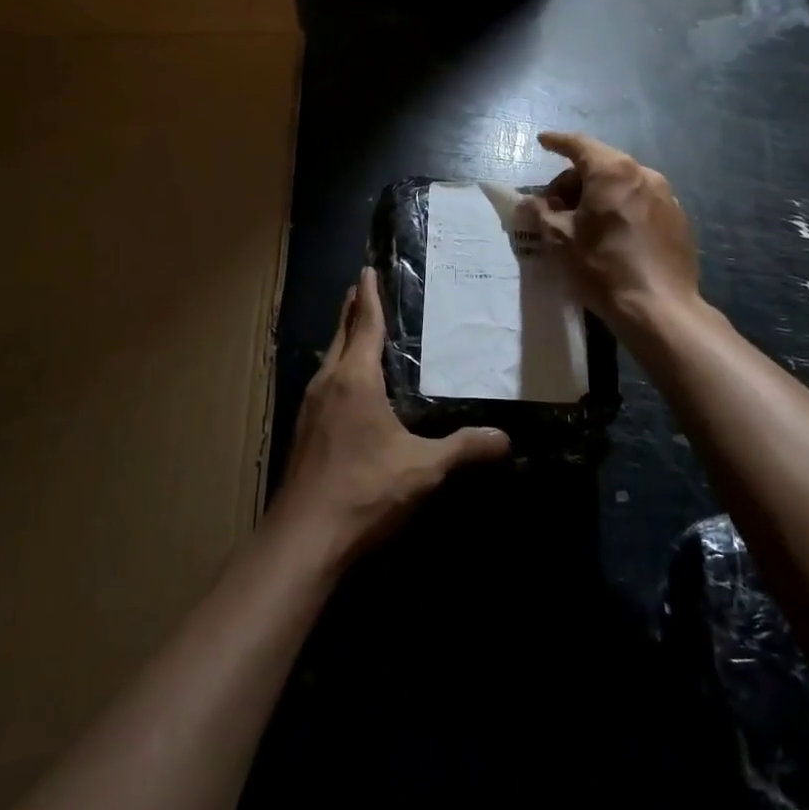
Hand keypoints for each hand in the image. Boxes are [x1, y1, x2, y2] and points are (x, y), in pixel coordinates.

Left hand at [274, 269, 509, 558]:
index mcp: (355, 379)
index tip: (368, 268)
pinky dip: (338, 368)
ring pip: (329, 359)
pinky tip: (347, 386)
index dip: (369, 295)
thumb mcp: (422, 469)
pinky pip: (324, 383)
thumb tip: (505, 438)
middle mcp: (328, 383)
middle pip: (341, 334)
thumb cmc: (364, 491)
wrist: (303, 540)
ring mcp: (310, 407)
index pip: (364, 323)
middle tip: (364, 287)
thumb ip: (463, 449)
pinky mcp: (304, 431)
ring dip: (343, 338)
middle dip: (352, 309)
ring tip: (358, 329)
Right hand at [524, 132, 699, 334]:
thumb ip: (540, 212)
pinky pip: (642, 203)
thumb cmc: (602, 267)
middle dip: (574, 180)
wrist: (659, 308)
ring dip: (599, 195)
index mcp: (613, 171)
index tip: (543, 142)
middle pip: (602, 165)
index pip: (579, 145)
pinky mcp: (679, 220)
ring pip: (623, 184)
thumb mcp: (559, 239)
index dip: (557, 142)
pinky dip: (622, 209)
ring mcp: (666, 196)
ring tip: (584, 223)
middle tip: (555, 206)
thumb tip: (527, 202)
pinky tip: (613, 236)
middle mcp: (644, 174)